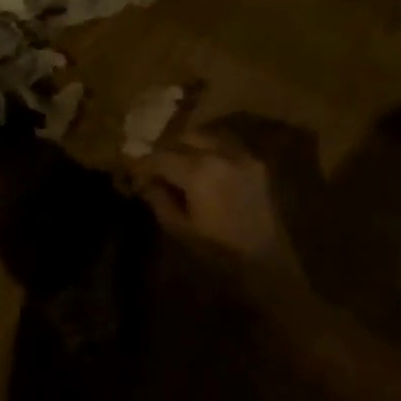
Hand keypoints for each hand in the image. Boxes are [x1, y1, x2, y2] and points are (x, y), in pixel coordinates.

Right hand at [138, 127, 302, 292]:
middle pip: (184, 138)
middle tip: (154, 168)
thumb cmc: (218, 252)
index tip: (132, 171)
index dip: (143, 163)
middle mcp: (221, 154)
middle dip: (166, 150)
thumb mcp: (180, 229)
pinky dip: (209, 150)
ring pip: (207, 137)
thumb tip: (145, 181)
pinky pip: (226, 146)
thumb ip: (159, 199)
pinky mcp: (256, 163)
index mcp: (199, 172)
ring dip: (188, 146)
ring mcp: (242, 155)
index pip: (162, 156)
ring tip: (177, 166)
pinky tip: (202, 168)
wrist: (267, 263)